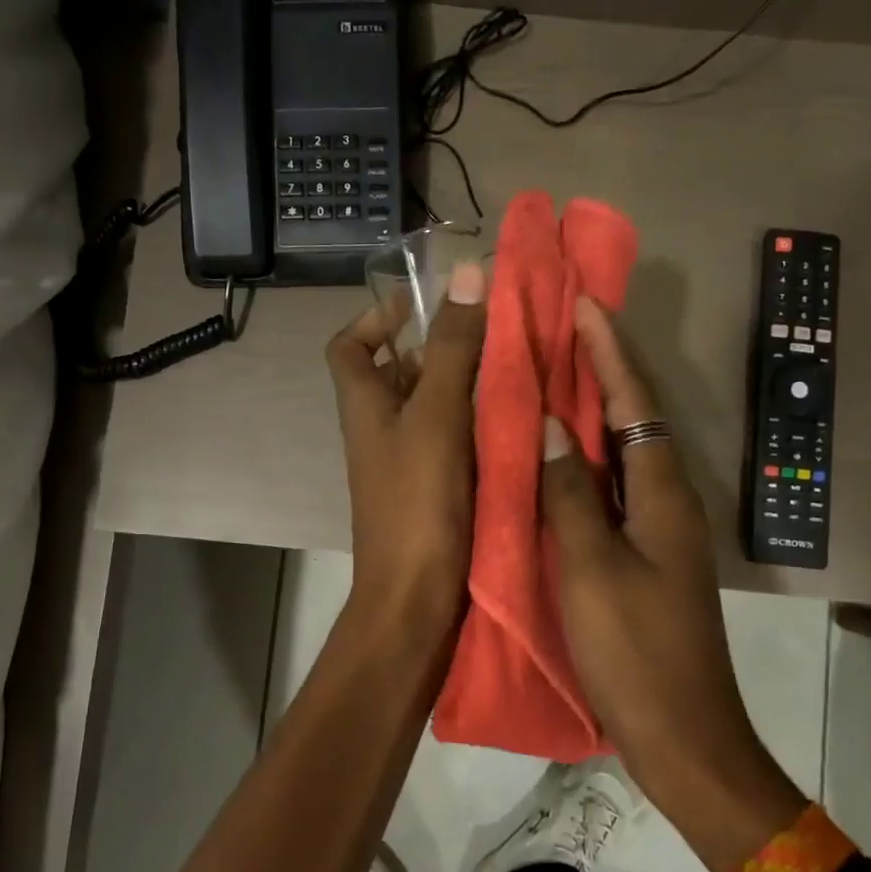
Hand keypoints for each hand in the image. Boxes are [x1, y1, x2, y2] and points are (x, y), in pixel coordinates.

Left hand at [326, 262, 488, 648]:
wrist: (416, 601)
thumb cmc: (418, 504)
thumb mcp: (436, 416)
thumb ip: (452, 348)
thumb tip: (467, 271)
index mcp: (365, 406)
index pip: (348, 346)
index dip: (375, 319)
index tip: (421, 305)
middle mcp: (380, 430)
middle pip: (400, 373)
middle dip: (441, 347)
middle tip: (495, 333)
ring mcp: (408, 463)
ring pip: (435, 407)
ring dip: (469, 385)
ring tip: (519, 367)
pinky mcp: (436, 491)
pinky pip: (457, 441)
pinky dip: (481, 425)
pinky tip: (522, 419)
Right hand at [540, 298, 806, 871]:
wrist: (682, 735)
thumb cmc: (636, 651)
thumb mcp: (593, 568)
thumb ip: (570, 494)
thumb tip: (553, 427)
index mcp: (662, 493)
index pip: (636, 402)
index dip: (610, 351)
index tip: (583, 303)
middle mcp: (666, 499)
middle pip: (635, 417)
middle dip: (603, 369)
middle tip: (560, 329)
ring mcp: (658, 529)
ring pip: (622, 453)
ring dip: (594, 411)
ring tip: (552, 376)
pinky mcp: (644, 555)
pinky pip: (611, 489)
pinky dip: (585, 461)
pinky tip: (555, 458)